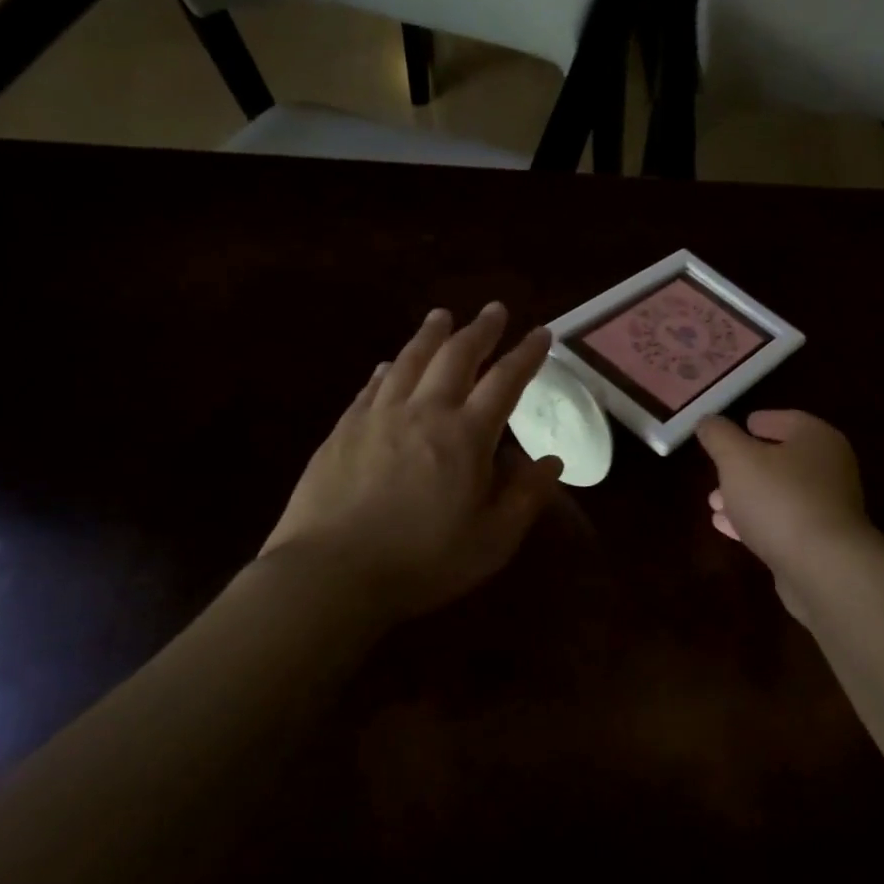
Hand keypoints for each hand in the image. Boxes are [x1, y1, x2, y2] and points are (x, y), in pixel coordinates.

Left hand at [260, 304, 562, 622]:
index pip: (505, 381)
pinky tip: (388, 364)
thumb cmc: (423, 561)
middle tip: (494, 309)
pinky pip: (372, 386)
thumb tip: (552, 461)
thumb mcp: (492, 540)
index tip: (541, 333)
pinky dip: (387, 368)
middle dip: (480, 330)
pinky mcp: (344, 430)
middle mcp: (425, 412)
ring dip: (431, 334)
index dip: (526, 355)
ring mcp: (379, 416)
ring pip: (409, 360)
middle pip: (456, 357)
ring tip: (442, 315)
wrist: (331, 574)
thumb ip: (526, 497)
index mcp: (466, 436)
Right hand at [697, 411, 877, 619]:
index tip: (739, 426)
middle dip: (746, 464)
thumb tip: (708, 421)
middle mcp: (829, 469)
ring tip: (714, 502)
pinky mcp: (819, 543)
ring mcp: (827, 508)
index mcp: (817, 439)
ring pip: (779, 493)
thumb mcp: (737, 459)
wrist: (822, 567)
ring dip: (746, 495)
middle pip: (782, 459)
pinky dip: (755, 520)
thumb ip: (719, 436)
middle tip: (717, 469)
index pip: (787, 420)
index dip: (760, 420)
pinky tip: (727, 527)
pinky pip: (781, 523)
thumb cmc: (779, 499)